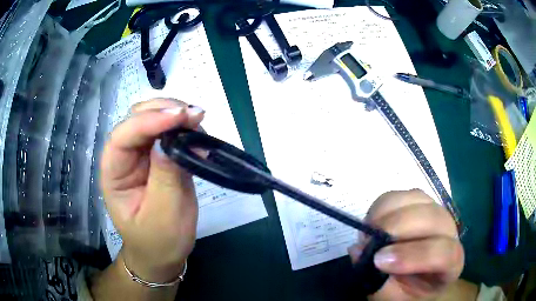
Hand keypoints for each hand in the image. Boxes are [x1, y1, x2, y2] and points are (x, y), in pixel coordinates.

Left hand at [100, 99, 204, 281]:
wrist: (163, 253)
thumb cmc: (159, 241)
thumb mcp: (164, 216)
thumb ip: (165, 179)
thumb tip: (169, 141)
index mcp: (113, 173)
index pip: (123, 136)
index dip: (149, 121)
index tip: (180, 116)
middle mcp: (124, 157)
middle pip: (136, 118)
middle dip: (164, 110)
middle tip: (195, 115)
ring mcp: (141, 155)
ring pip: (152, 118)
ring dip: (175, 113)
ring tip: (198, 121)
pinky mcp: (159, 157)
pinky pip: (169, 131)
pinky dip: (184, 126)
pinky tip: (198, 132)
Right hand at [348, 189, 463, 300]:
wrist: (417, 277)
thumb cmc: (407, 291)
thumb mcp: (394, 297)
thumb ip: (379, 282)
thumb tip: (358, 251)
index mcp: (451, 262)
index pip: (443, 252)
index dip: (412, 255)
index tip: (378, 261)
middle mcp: (450, 231)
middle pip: (431, 217)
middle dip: (396, 227)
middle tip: (368, 243)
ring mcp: (436, 211)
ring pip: (416, 198)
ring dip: (387, 213)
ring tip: (369, 232)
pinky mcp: (420, 202)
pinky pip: (401, 194)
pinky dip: (383, 205)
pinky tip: (374, 222)